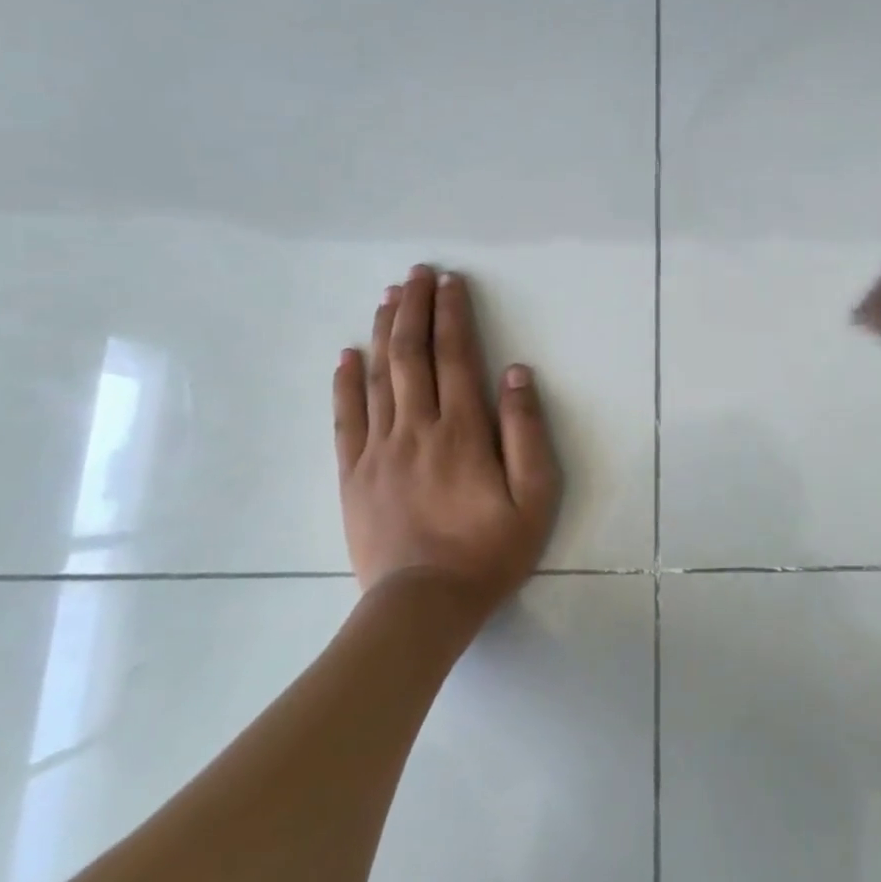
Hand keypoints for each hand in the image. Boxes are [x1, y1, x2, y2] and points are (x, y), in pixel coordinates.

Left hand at [332, 266, 561, 611]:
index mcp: (463, 431)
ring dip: (385, 332)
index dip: (453, 314)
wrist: (423, 607)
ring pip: (379, 377)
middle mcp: (417, 429)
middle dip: (416, 309)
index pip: (456, 356)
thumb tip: (516, 373)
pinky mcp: (353, 474)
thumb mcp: (534, 496)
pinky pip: (346, 418)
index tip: (451, 282)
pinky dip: (345, 382)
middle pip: (413, 355)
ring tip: (389, 297)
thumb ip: (527, 432)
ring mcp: (379, 450)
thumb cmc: (489, 551)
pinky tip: (347, 355)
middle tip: (417, 274)